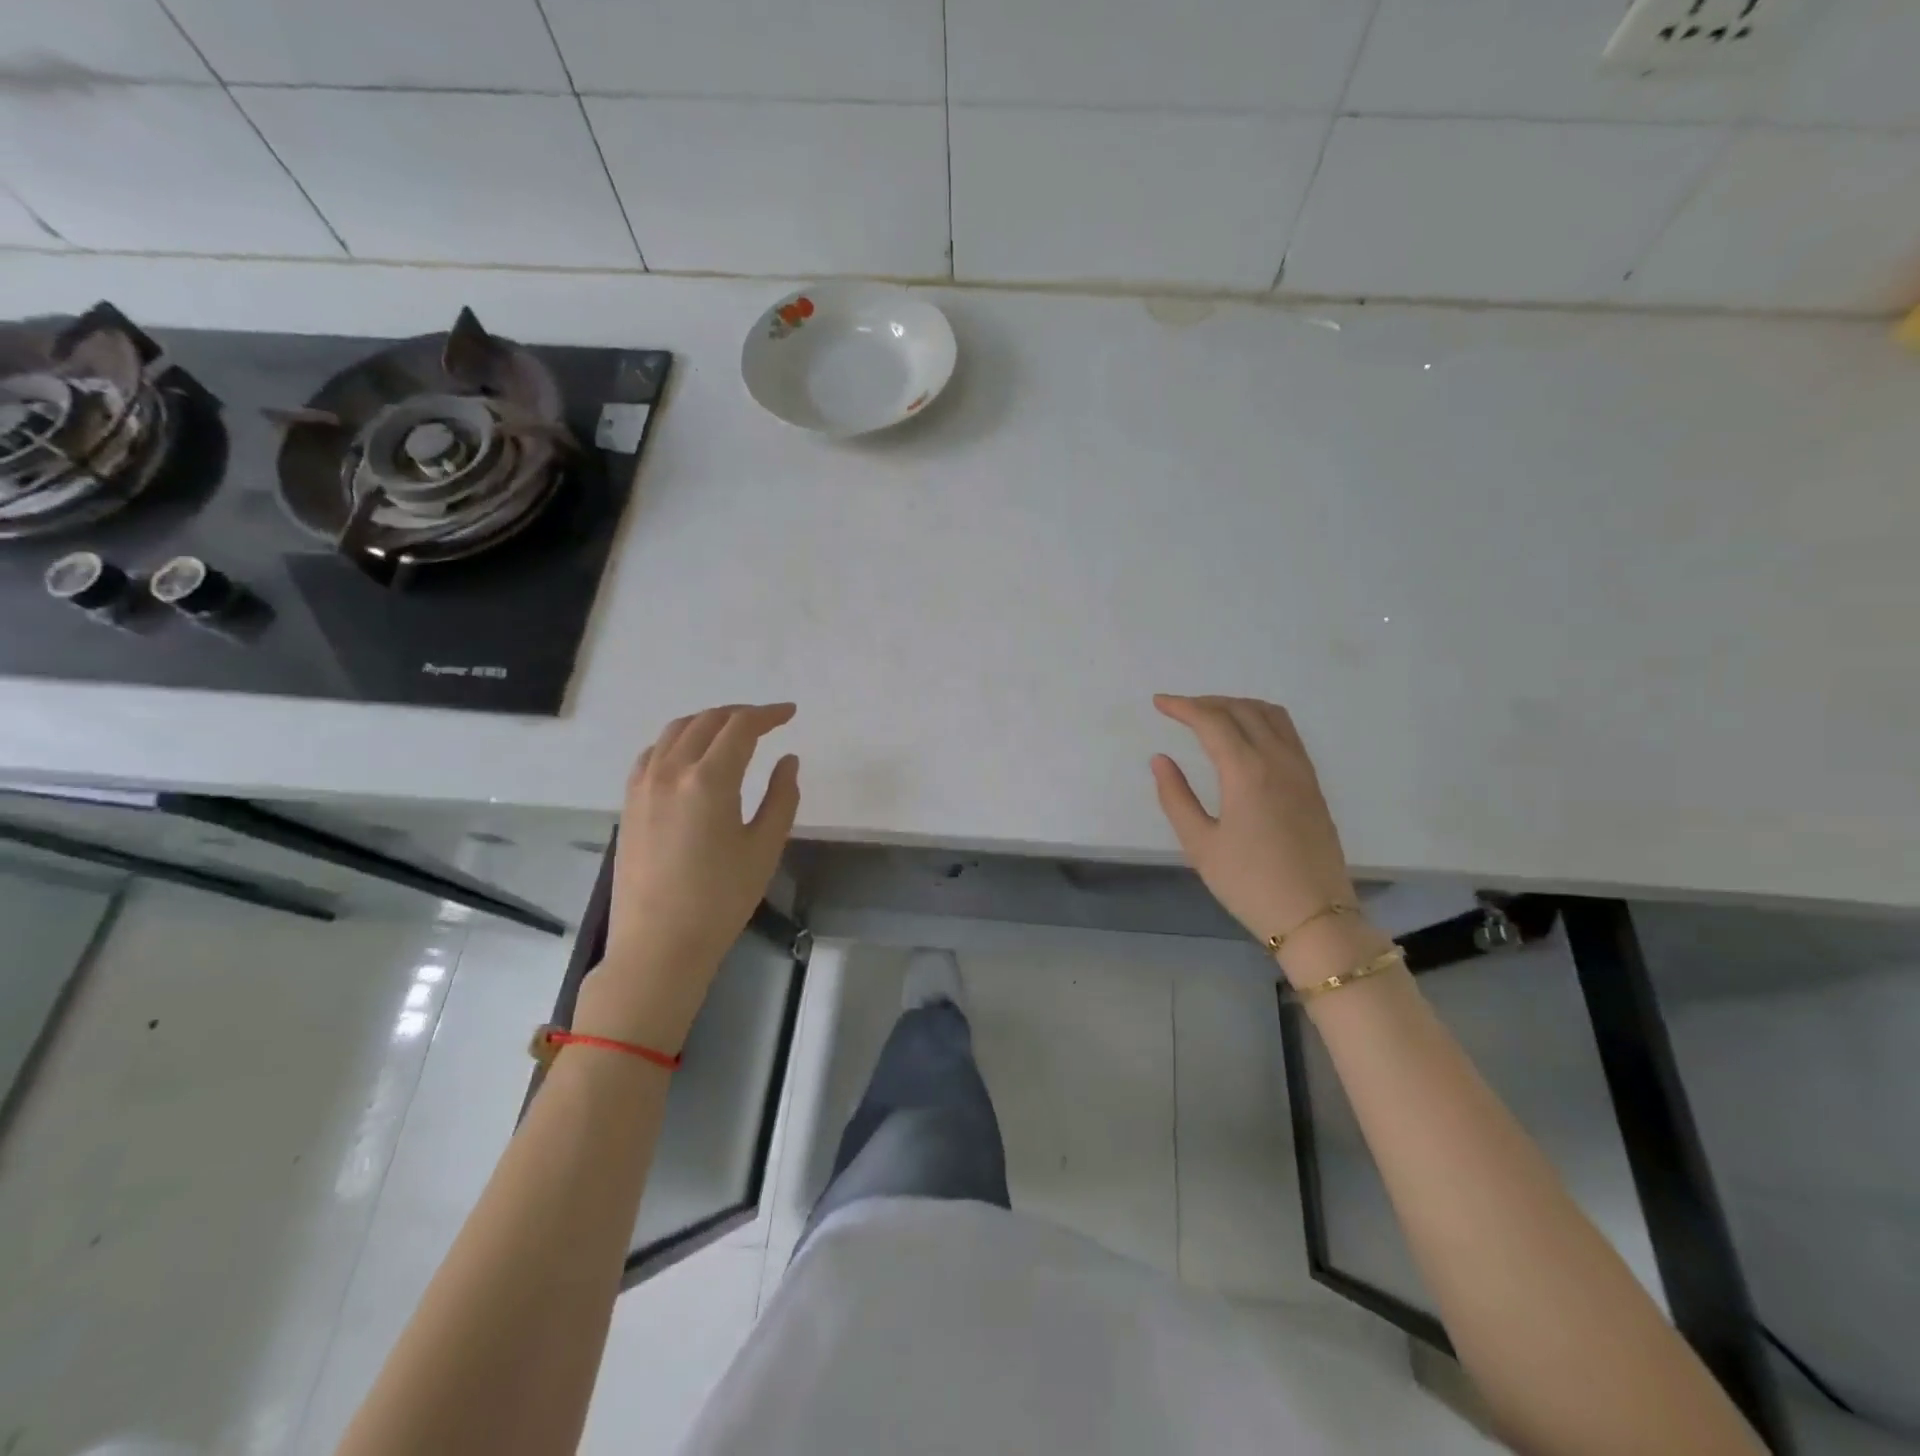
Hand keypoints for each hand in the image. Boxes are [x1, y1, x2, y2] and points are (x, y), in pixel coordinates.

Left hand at [579, 703, 800, 1049]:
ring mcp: (643, 785)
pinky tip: (690, 755)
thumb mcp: (764, 848)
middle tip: (767, 723)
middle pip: (707, 721)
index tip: (789, 713)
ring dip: (708, 722)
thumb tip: (787, 761)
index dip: (768, 714)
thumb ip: (781, 797)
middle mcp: (671, 770)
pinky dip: (678, 740)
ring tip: (732, 732)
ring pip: (676, 731)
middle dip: (741, 714)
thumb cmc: (721, 900)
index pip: (741, 727)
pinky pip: (653, 752)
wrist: (659, 944)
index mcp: (709, 779)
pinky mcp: (629, 802)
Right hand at [1150, 695, 1357, 947]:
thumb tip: (1161, 760)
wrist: (1314, 916)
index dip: (1182, 707)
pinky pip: (1287, 732)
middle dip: (1207, 702)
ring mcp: (1301, 770)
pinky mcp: (1312, 784)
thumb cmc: (1249, 883)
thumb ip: (1176, 797)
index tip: (1158, 703)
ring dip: (1237, 706)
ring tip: (1211, 716)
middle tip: (1178, 709)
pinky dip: (1261, 719)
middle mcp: (1278, 760)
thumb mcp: (1200, 845)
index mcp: (1247, 771)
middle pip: (1242, 710)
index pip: (1212, 721)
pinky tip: (1246, 737)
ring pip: (1270, 715)